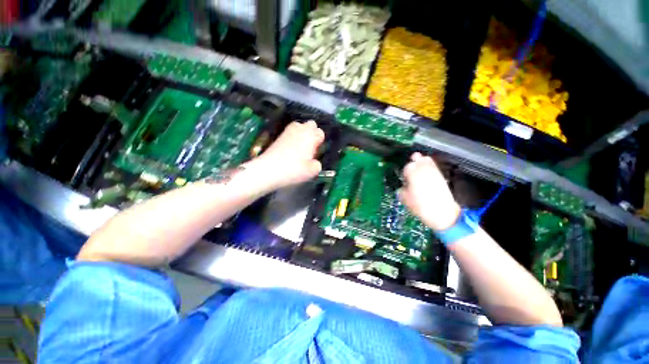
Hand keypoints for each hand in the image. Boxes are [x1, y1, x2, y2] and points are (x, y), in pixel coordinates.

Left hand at [249, 120, 323, 189]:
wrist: (268, 170)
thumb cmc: (294, 169)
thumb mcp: (312, 171)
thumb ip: (317, 165)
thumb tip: (314, 162)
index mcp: (311, 136)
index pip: (320, 133)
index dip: (320, 142)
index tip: (316, 152)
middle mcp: (301, 129)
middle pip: (311, 124)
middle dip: (313, 133)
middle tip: (310, 147)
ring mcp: (288, 131)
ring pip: (300, 125)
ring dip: (303, 132)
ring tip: (300, 146)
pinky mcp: (279, 135)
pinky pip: (291, 131)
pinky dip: (293, 136)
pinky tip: (291, 148)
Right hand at [399, 153, 460, 230]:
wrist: (442, 214)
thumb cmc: (420, 207)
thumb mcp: (405, 199)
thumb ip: (401, 190)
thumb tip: (403, 187)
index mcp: (413, 174)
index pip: (407, 167)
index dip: (404, 172)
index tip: (404, 179)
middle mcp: (423, 170)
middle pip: (417, 159)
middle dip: (413, 163)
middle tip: (409, 170)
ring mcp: (433, 172)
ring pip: (426, 160)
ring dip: (421, 162)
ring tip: (417, 167)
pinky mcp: (441, 176)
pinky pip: (434, 166)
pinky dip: (429, 166)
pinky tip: (426, 171)